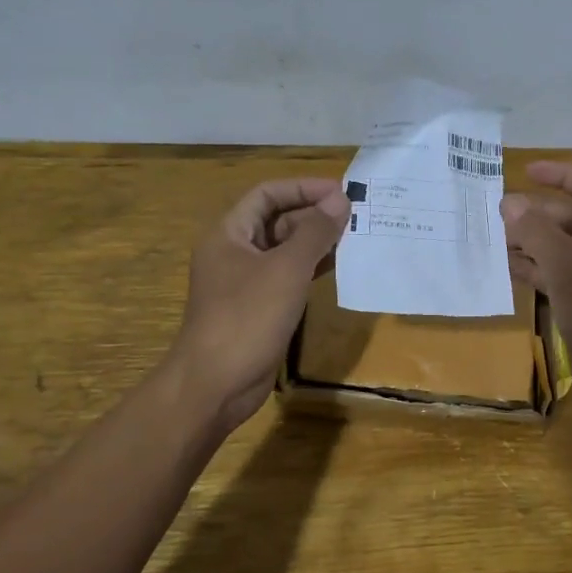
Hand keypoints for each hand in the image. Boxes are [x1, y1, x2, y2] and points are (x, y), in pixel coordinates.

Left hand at [166, 177, 348, 432]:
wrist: (216, 384)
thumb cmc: (247, 318)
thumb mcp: (286, 269)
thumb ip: (315, 232)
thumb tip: (341, 200)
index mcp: (229, 233)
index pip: (267, 194)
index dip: (303, 188)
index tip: (341, 191)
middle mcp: (235, 252)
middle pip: (277, 220)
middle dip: (314, 215)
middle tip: (356, 216)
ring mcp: (246, 282)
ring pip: (285, 250)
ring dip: (317, 242)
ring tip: (355, 237)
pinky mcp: (259, 308)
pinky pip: (288, 277)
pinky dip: (312, 269)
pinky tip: (339, 267)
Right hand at [499, 161, 571, 400]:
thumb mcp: (568, 269)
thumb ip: (537, 232)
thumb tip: (510, 203)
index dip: (562, 176)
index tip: (527, 171)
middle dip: (539, 217)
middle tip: (499, 215)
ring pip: (567, 251)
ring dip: (535, 244)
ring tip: (496, 241)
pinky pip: (565, 277)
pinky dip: (540, 271)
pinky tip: (510, 269)